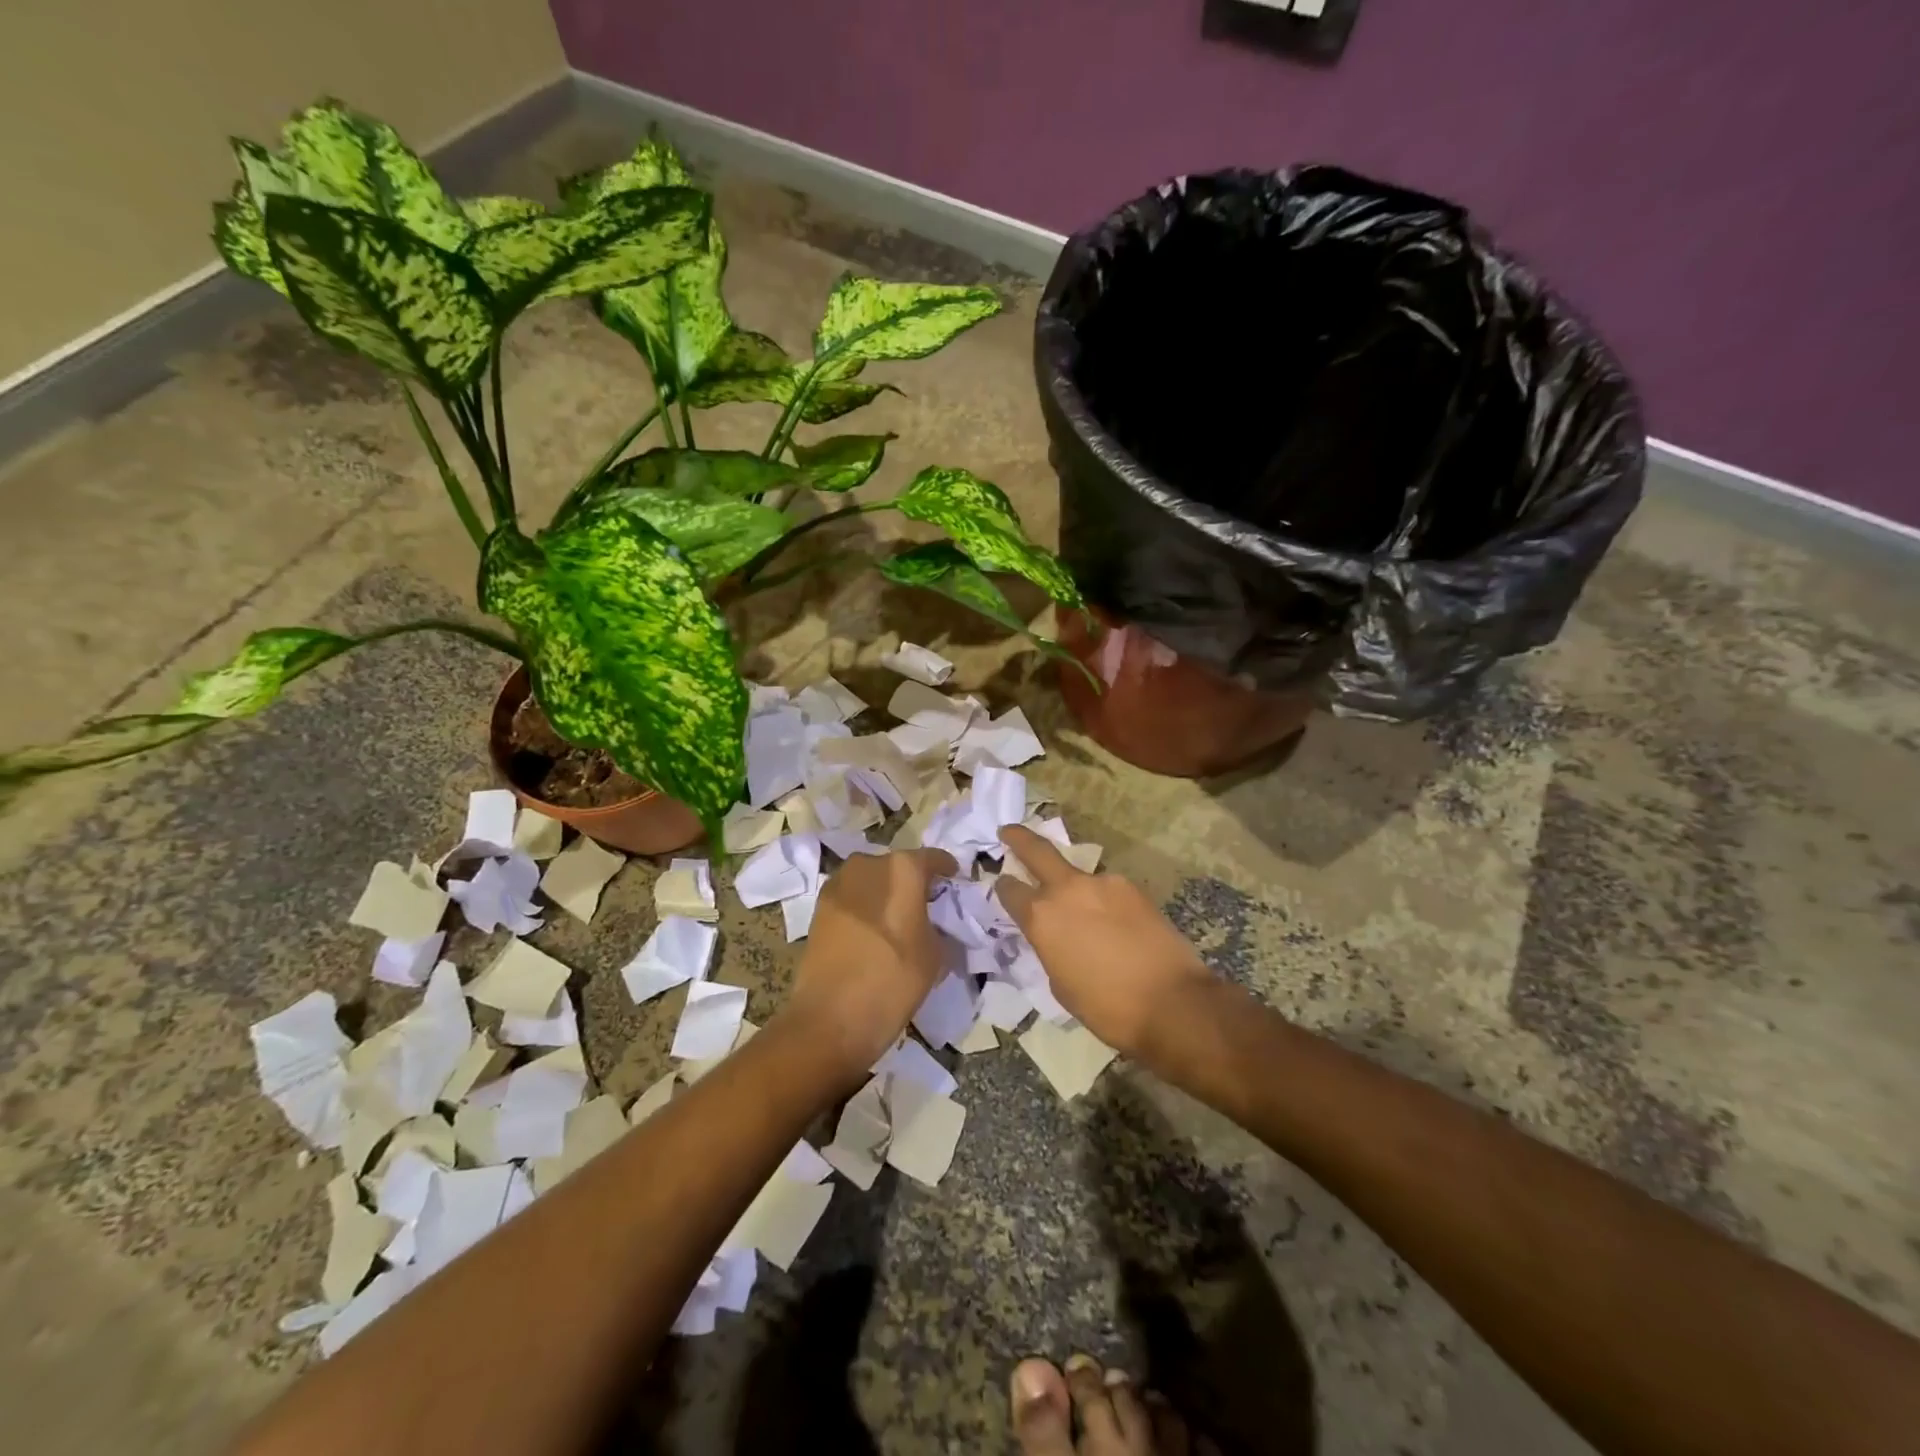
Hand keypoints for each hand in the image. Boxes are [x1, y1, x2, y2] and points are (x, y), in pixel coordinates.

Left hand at [781, 847, 957, 1082]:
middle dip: (913, 881)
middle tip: (927, 905)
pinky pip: (852, 898)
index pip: (933, 859)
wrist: (830, 1017)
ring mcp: (838, 884)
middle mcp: (868, 864)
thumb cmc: (893, 980)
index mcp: (903, 868)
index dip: (947, 870)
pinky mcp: (819, 907)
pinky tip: (873, 932)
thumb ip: (940, 929)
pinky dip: (865, 907)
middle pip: (899, 866)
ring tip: (898, 920)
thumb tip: (937, 926)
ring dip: (885, 893)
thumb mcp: (936, 956)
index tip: (955, 881)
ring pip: (872, 880)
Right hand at [995, 825, 1215, 1059]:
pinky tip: (1114, 925)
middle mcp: (1067, 890)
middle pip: (1037, 850)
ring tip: (1084, 915)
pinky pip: (1107, 890)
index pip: (1010, 889)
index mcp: (1041, 917)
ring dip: (1073, 886)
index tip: (1002, 884)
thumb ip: (1050, 947)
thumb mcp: (1060, 984)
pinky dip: (1103, 902)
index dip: (1003, 887)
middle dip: (1019, 838)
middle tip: (1008, 831)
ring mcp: (1103, 883)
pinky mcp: (1132, 888)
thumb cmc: (1107, 1007)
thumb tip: (1055, 935)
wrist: (1171, 1002)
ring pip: (1078, 876)